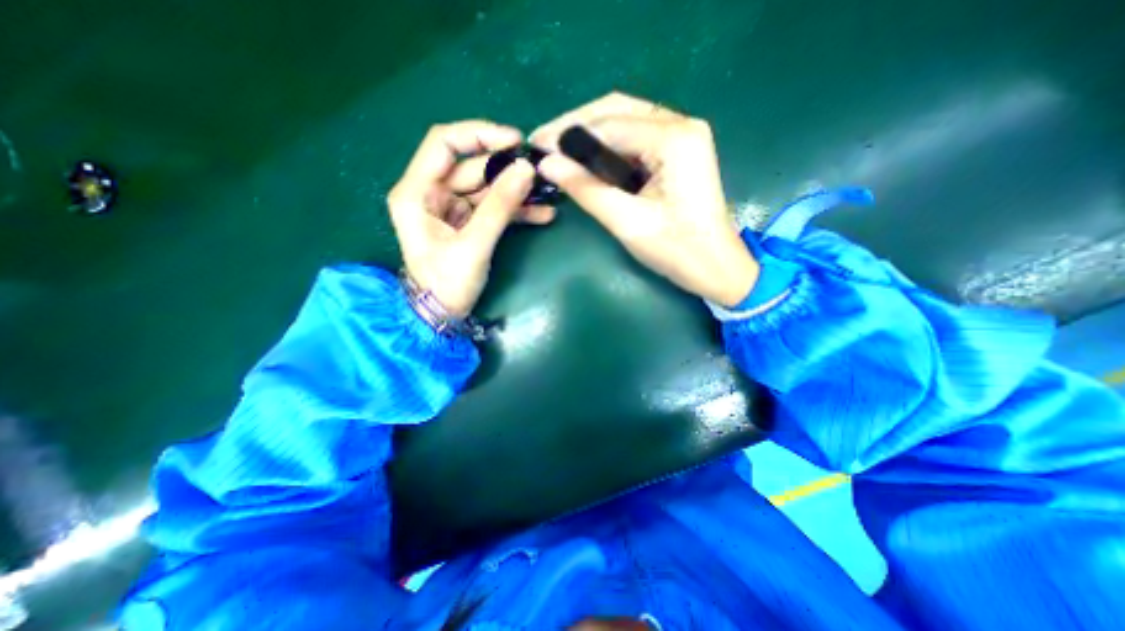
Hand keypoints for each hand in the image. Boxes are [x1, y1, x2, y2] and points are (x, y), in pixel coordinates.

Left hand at [390, 118, 553, 315]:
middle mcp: (431, 193)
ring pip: (487, 188)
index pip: (444, 144)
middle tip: (541, 174)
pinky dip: (516, 210)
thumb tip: (526, 169)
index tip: (515, 141)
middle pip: (472, 167)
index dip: (479, 135)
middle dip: (507, 170)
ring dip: (517, 192)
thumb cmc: (447, 284)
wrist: (442, 316)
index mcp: (416, 192)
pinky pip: (493, 208)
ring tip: (548, 195)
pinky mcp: (468, 222)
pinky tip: (542, 214)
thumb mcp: (474, 245)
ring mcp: (451, 208)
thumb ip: (500, 207)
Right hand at [533, 91, 758, 307]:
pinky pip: (636, 138)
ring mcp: (682, 136)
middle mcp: (681, 125)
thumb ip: (586, 189)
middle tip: (543, 144)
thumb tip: (547, 165)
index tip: (536, 146)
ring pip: (625, 120)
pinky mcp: (679, 151)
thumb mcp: (627, 222)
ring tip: (559, 151)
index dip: (568, 133)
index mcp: (674, 138)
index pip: (609, 123)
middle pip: (617, 109)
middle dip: (576, 125)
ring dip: (590, 134)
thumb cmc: (676, 249)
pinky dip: (608, 146)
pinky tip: (588, 158)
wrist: (715, 267)